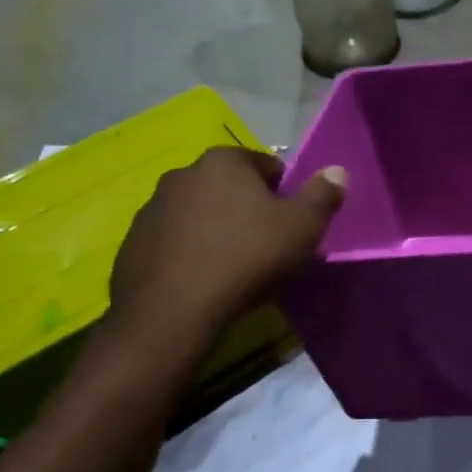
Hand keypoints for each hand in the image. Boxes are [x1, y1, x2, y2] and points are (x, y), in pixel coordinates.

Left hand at [108, 147, 345, 338]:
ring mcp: (153, 208)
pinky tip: (205, 281)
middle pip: (231, 188)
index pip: (266, 165)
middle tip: (269, 247)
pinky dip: (192, 253)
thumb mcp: (302, 227)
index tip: (293, 224)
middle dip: (250, 210)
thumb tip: (337, 170)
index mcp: (224, 161)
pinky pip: (175, 241)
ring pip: (200, 214)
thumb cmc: (248, 258)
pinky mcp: (134, 242)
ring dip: (219, 231)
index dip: (286, 193)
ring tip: (236, 268)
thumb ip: (323, 195)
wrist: (173, 309)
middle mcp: (183, 174)